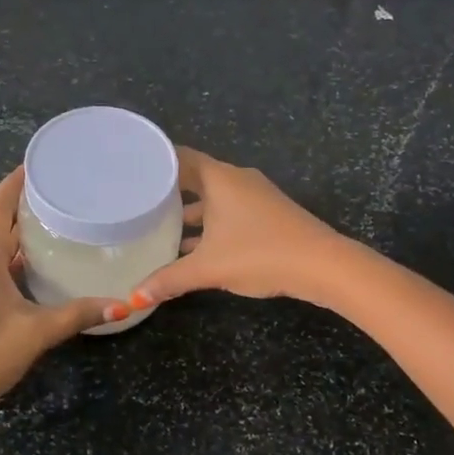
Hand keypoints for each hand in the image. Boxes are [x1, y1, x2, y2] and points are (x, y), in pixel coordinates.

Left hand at [0, 168, 112, 423]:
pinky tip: (31, 273)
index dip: (18, 182)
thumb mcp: (36, 332)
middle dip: (24, 212)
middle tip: (63, 200)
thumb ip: (78, 313)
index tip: (42, 164)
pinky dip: (6, 263)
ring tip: (54, 232)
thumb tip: (124, 304)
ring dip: (15, 240)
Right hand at [134, 148, 352, 306]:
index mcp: (220, 178)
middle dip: (169, 191)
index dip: (156, 161)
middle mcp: (237, 180)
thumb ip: (169, 280)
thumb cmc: (259, 253)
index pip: (180, 157)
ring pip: (213, 199)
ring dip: (190, 213)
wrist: (321, 265)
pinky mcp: (267, 215)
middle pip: (195, 178)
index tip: (132, 169)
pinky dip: (210, 224)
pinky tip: (193, 248)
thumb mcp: (208, 268)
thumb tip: (135, 297)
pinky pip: (229, 212)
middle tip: (137, 202)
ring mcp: (255, 197)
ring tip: (158, 228)